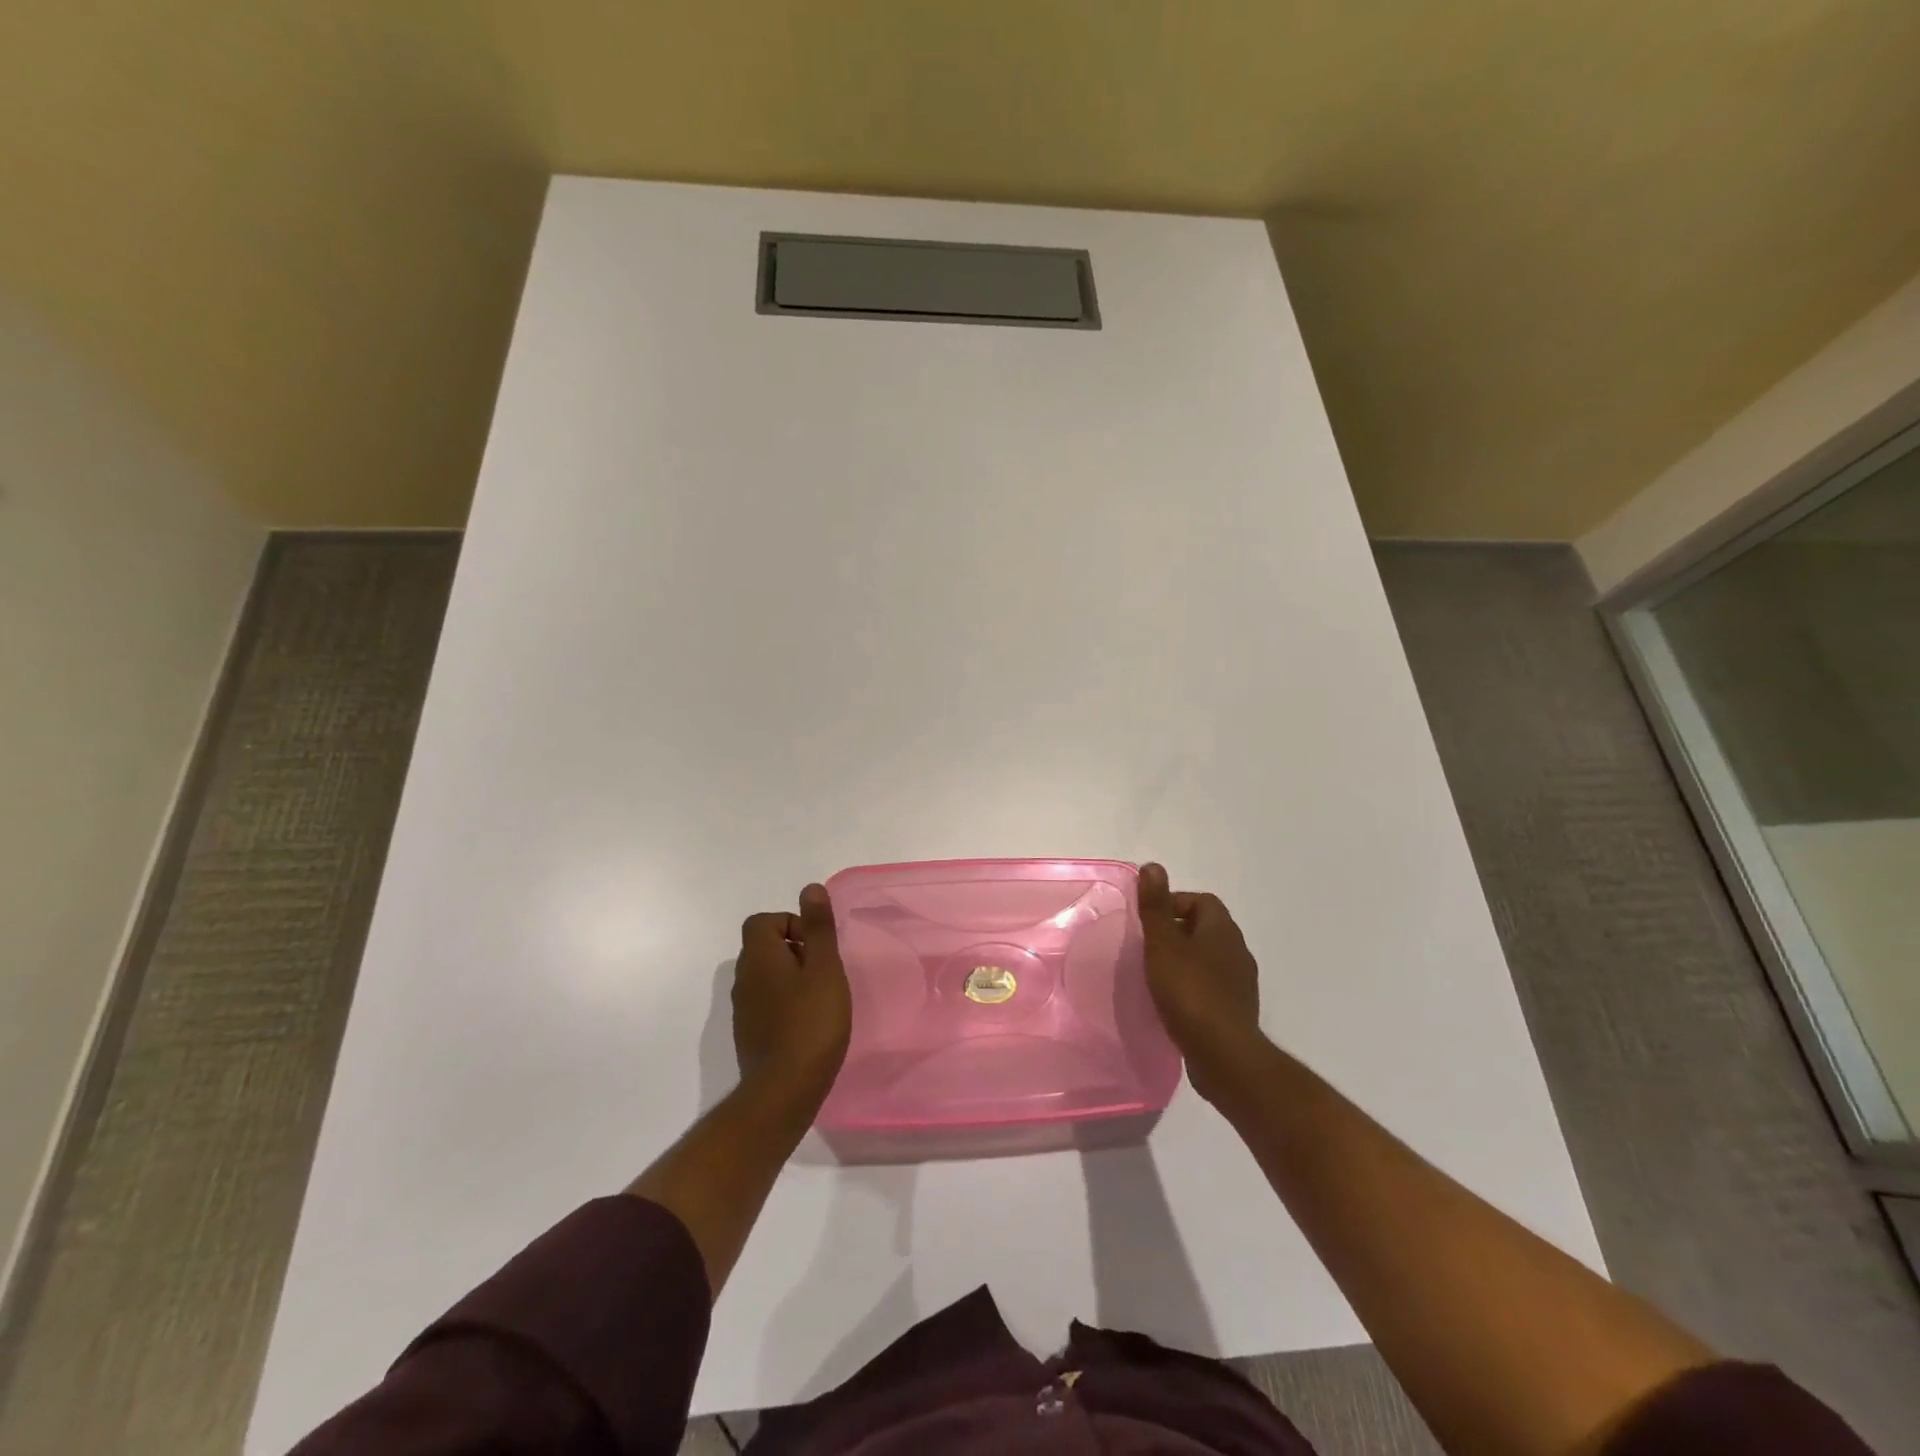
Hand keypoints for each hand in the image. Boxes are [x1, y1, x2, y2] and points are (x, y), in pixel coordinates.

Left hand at [733, 884, 851, 1097]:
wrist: (784, 1090)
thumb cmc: (810, 1022)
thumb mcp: (824, 968)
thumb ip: (818, 928)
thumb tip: (810, 889)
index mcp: (758, 957)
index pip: (762, 921)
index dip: (790, 924)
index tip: (816, 946)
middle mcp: (743, 979)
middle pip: (763, 947)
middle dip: (795, 950)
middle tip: (824, 971)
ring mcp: (743, 1010)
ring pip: (765, 977)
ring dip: (791, 978)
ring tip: (821, 997)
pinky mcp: (749, 1035)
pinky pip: (766, 1003)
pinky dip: (785, 1003)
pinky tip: (808, 1023)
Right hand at [1138, 862, 1263, 1101]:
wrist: (1223, 1055)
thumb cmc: (1189, 992)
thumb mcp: (1163, 944)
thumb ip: (1156, 906)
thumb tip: (1153, 866)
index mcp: (1222, 930)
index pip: (1201, 900)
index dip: (1173, 903)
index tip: (1148, 922)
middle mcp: (1237, 951)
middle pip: (1205, 928)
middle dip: (1176, 932)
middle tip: (1147, 947)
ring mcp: (1240, 983)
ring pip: (1208, 959)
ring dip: (1184, 961)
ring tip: (1156, 975)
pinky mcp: (1236, 1011)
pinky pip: (1211, 986)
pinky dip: (1191, 986)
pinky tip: (1172, 1002)